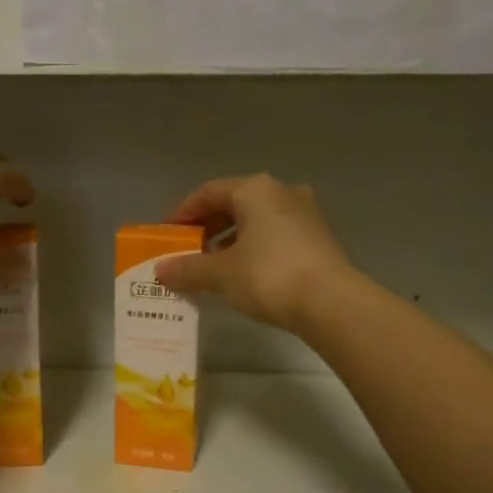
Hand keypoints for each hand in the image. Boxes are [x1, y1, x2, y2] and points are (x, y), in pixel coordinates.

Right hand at [154, 174, 356, 333]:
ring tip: (211, 265)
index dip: (183, 213)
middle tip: (187, 250)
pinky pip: (274, 235)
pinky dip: (253, 248)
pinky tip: (243, 273)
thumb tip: (160, 270)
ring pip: (256, 220)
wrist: (331, 303)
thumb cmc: (269, 276)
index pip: (208, 192)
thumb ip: (188, 268)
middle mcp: (282, 192)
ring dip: (230, 239)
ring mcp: (305, 213)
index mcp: (255, 190)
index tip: (166, 234)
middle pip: (234, 203)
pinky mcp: (318, 237)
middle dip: (207, 227)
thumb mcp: (220, 274)